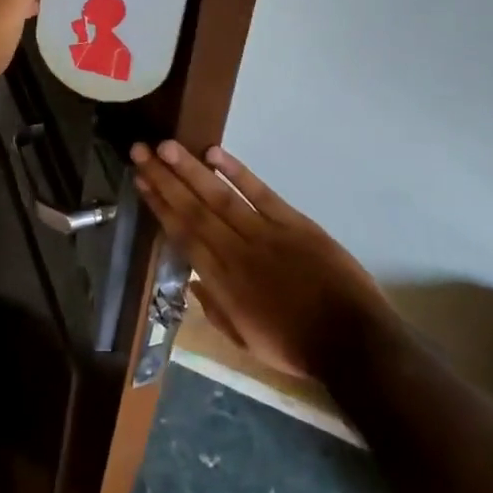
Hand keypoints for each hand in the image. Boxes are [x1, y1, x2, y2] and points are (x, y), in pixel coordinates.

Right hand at [130, 141, 395, 379]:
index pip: (182, 236)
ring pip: (219, 197)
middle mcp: (235, 252)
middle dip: (165, 178)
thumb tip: (190, 279)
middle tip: (141, 151)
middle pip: (193, 210)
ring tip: (167, 146)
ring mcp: (264, 234)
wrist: (352, 341)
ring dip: (191, 170)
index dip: (160, 206)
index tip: (141, 181)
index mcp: (222, 284)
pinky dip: (237, 173)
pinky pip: (260, 193)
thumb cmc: (296, 346)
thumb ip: (215, 308)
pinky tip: (214, 153)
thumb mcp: (246, 341)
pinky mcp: (293, 223)